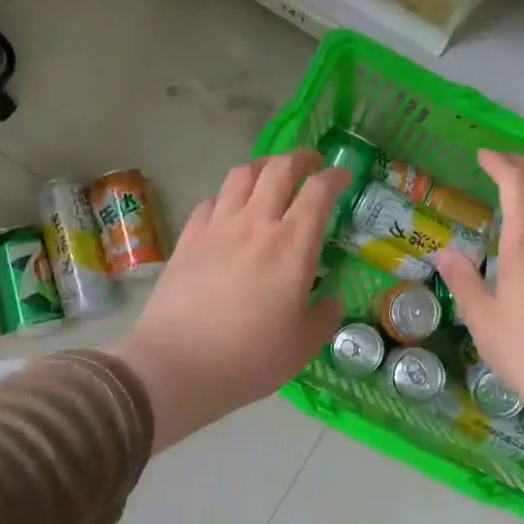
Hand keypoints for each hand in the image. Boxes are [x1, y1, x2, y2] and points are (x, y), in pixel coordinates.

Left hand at [111, 152, 349, 451]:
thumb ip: (324, 317)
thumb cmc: (251, 357)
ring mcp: (218, 227)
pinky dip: (227, 197)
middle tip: (311, 164)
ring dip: (263, 167)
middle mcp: (256, 224)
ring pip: (242, 175)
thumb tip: (331, 301)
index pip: (319, 191)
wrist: (179, 365)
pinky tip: (230, 211)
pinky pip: (211, 201)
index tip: (344, 177)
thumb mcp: (304, 345)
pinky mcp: (188, 238)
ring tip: (271, 176)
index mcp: (293, 245)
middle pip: (279, 168)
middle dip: (300, 158)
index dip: (336, 177)